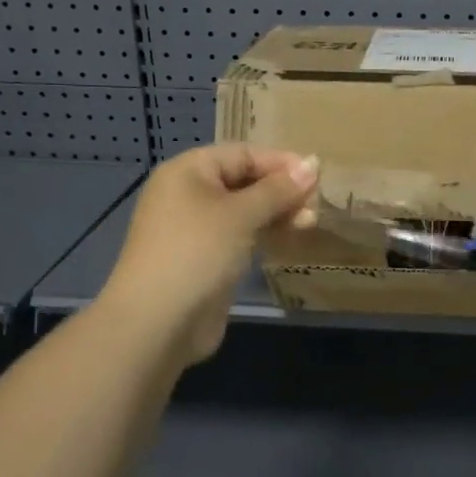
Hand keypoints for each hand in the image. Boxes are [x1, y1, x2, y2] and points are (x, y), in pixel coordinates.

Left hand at [107, 144, 319, 364]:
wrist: (158, 322)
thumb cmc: (198, 252)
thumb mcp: (242, 214)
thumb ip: (278, 189)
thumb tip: (313, 163)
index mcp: (189, 171)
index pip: (243, 154)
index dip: (280, 162)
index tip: (318, 176)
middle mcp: (189, 194)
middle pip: (244, 180)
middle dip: (282, 190)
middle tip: (316, 204)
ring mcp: (196, 228)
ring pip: (245, 210)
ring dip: (278, 213)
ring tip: (309, 223)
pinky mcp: (206, 258)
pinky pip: (241, 235)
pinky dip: (265, 234)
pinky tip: (289, 239)